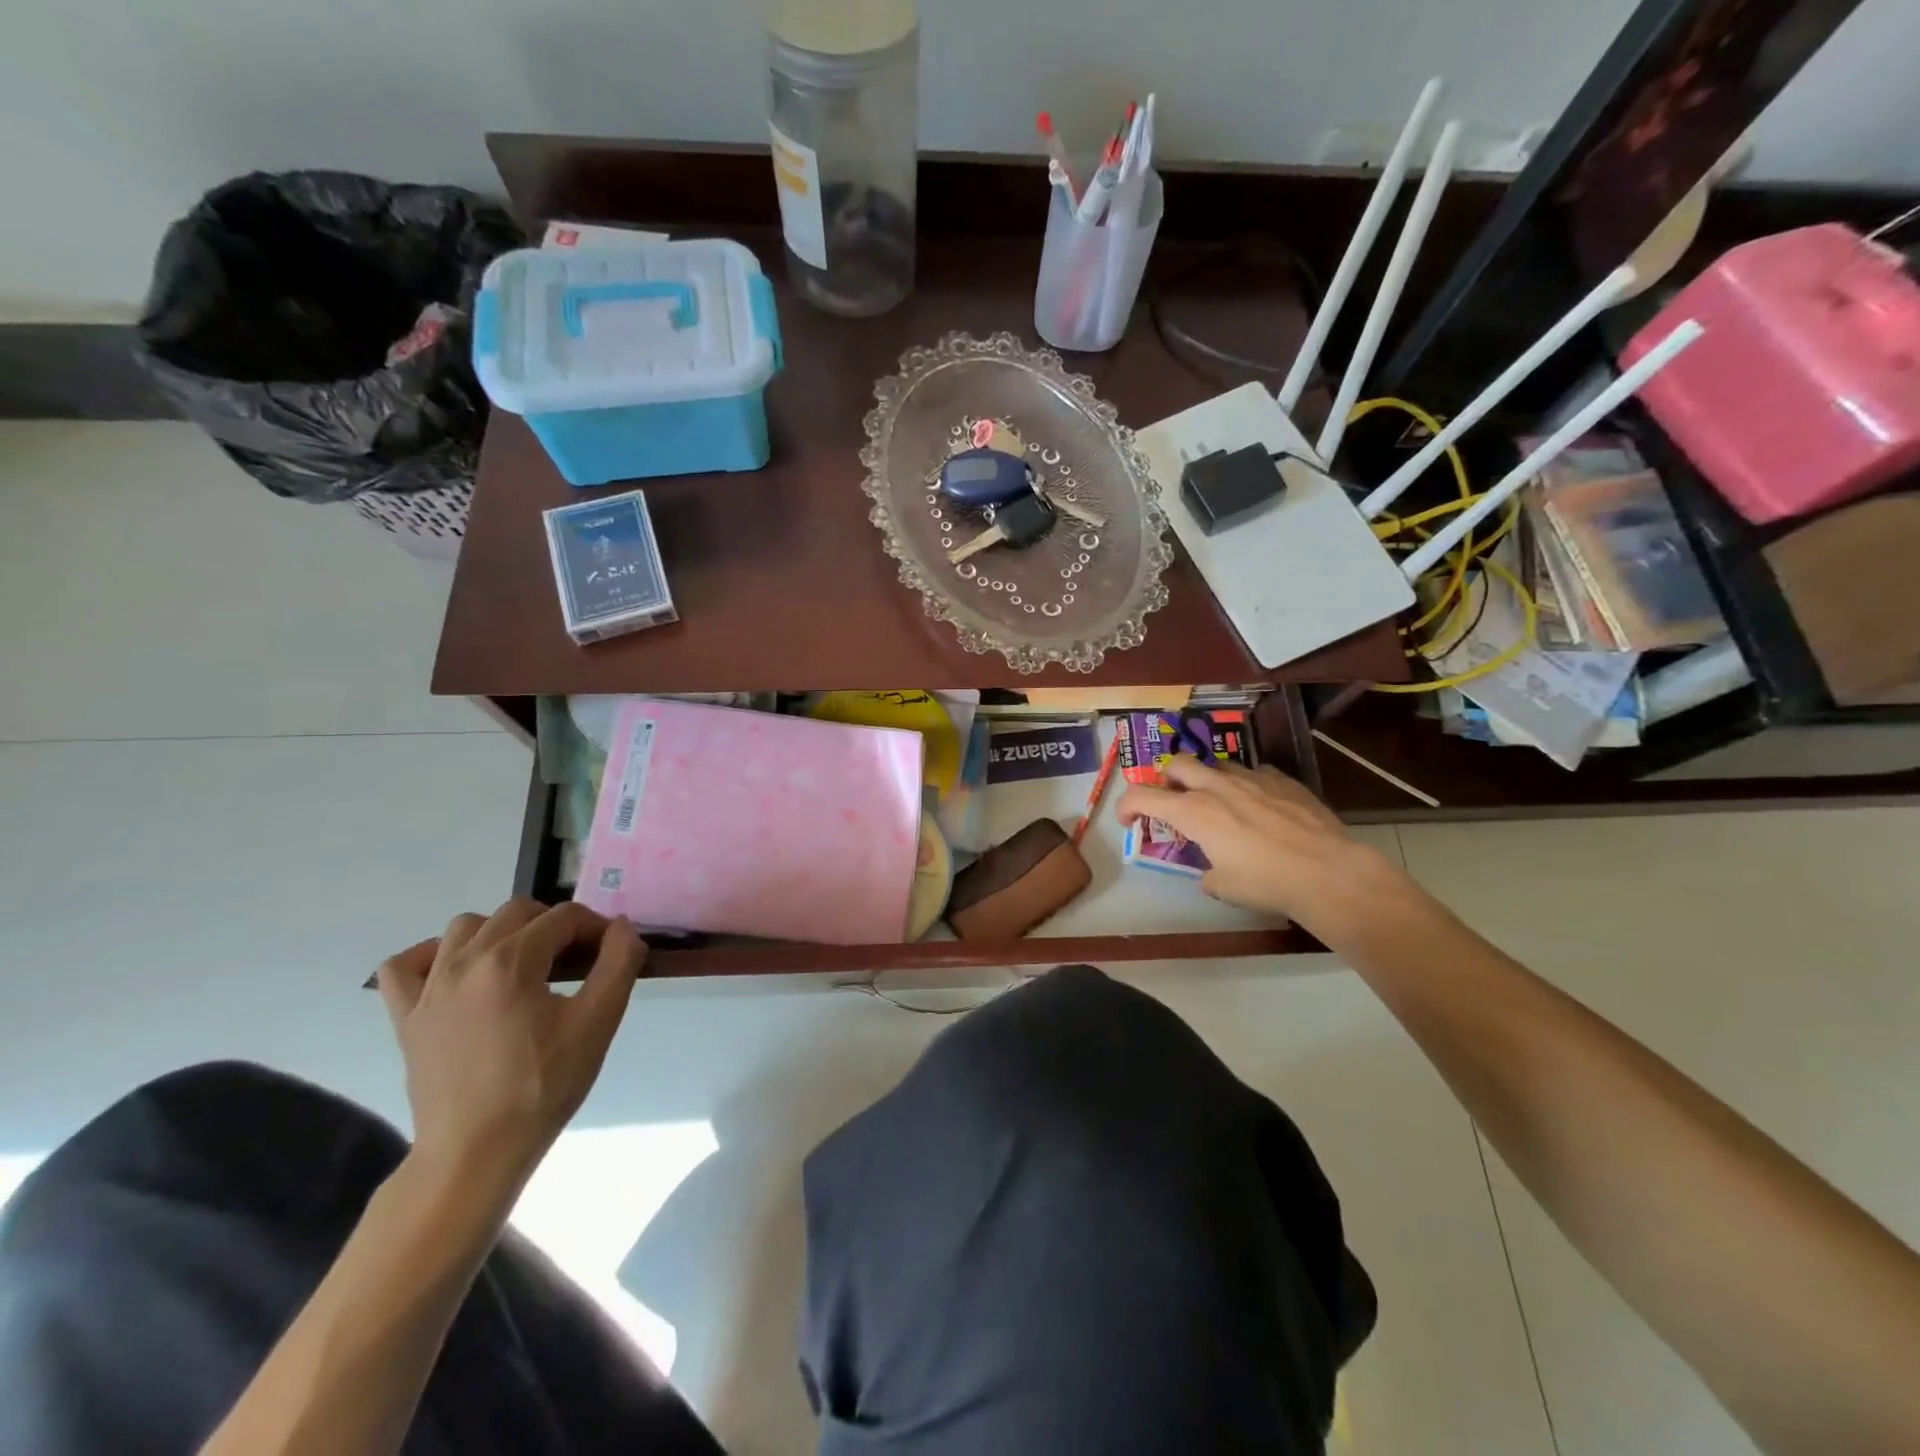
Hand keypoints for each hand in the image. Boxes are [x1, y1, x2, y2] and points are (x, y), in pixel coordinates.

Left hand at [376, 900, 642, 1195]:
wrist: (476, 1152)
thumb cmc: (543, 1086)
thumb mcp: (598, 1022)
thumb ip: (618, 963)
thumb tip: (622, 927)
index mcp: (511, 961)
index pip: (564, 917)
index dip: (596, 928)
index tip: (612, 954)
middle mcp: (464, 961)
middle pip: (517, 912)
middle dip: (554, 925)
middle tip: (577, 961)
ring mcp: (428, 988)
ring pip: (464, 927)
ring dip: (501, 933)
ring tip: (524, 966)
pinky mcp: (405, 1017)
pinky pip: (404, 965)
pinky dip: (432, 956)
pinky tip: (458, 974)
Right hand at [1115, 758, 1413, 937]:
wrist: (1327, 871)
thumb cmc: (1266, 882)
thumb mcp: (1224, 887)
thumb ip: (1207, 872)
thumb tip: (1210, 872)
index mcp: (1193, 811)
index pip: (1142, 796)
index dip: (1126, 806)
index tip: (1128, 822)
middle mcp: (1216, 786)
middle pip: (1176, 764)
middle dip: (1166, 780)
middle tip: (1173, 803)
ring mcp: (1251, 778)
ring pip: (1215, 764)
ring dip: (1205, 780)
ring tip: (1217, 803)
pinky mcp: (1282, 780)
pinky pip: (1254, 772)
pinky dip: (1245, 785)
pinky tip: (1257, 804)